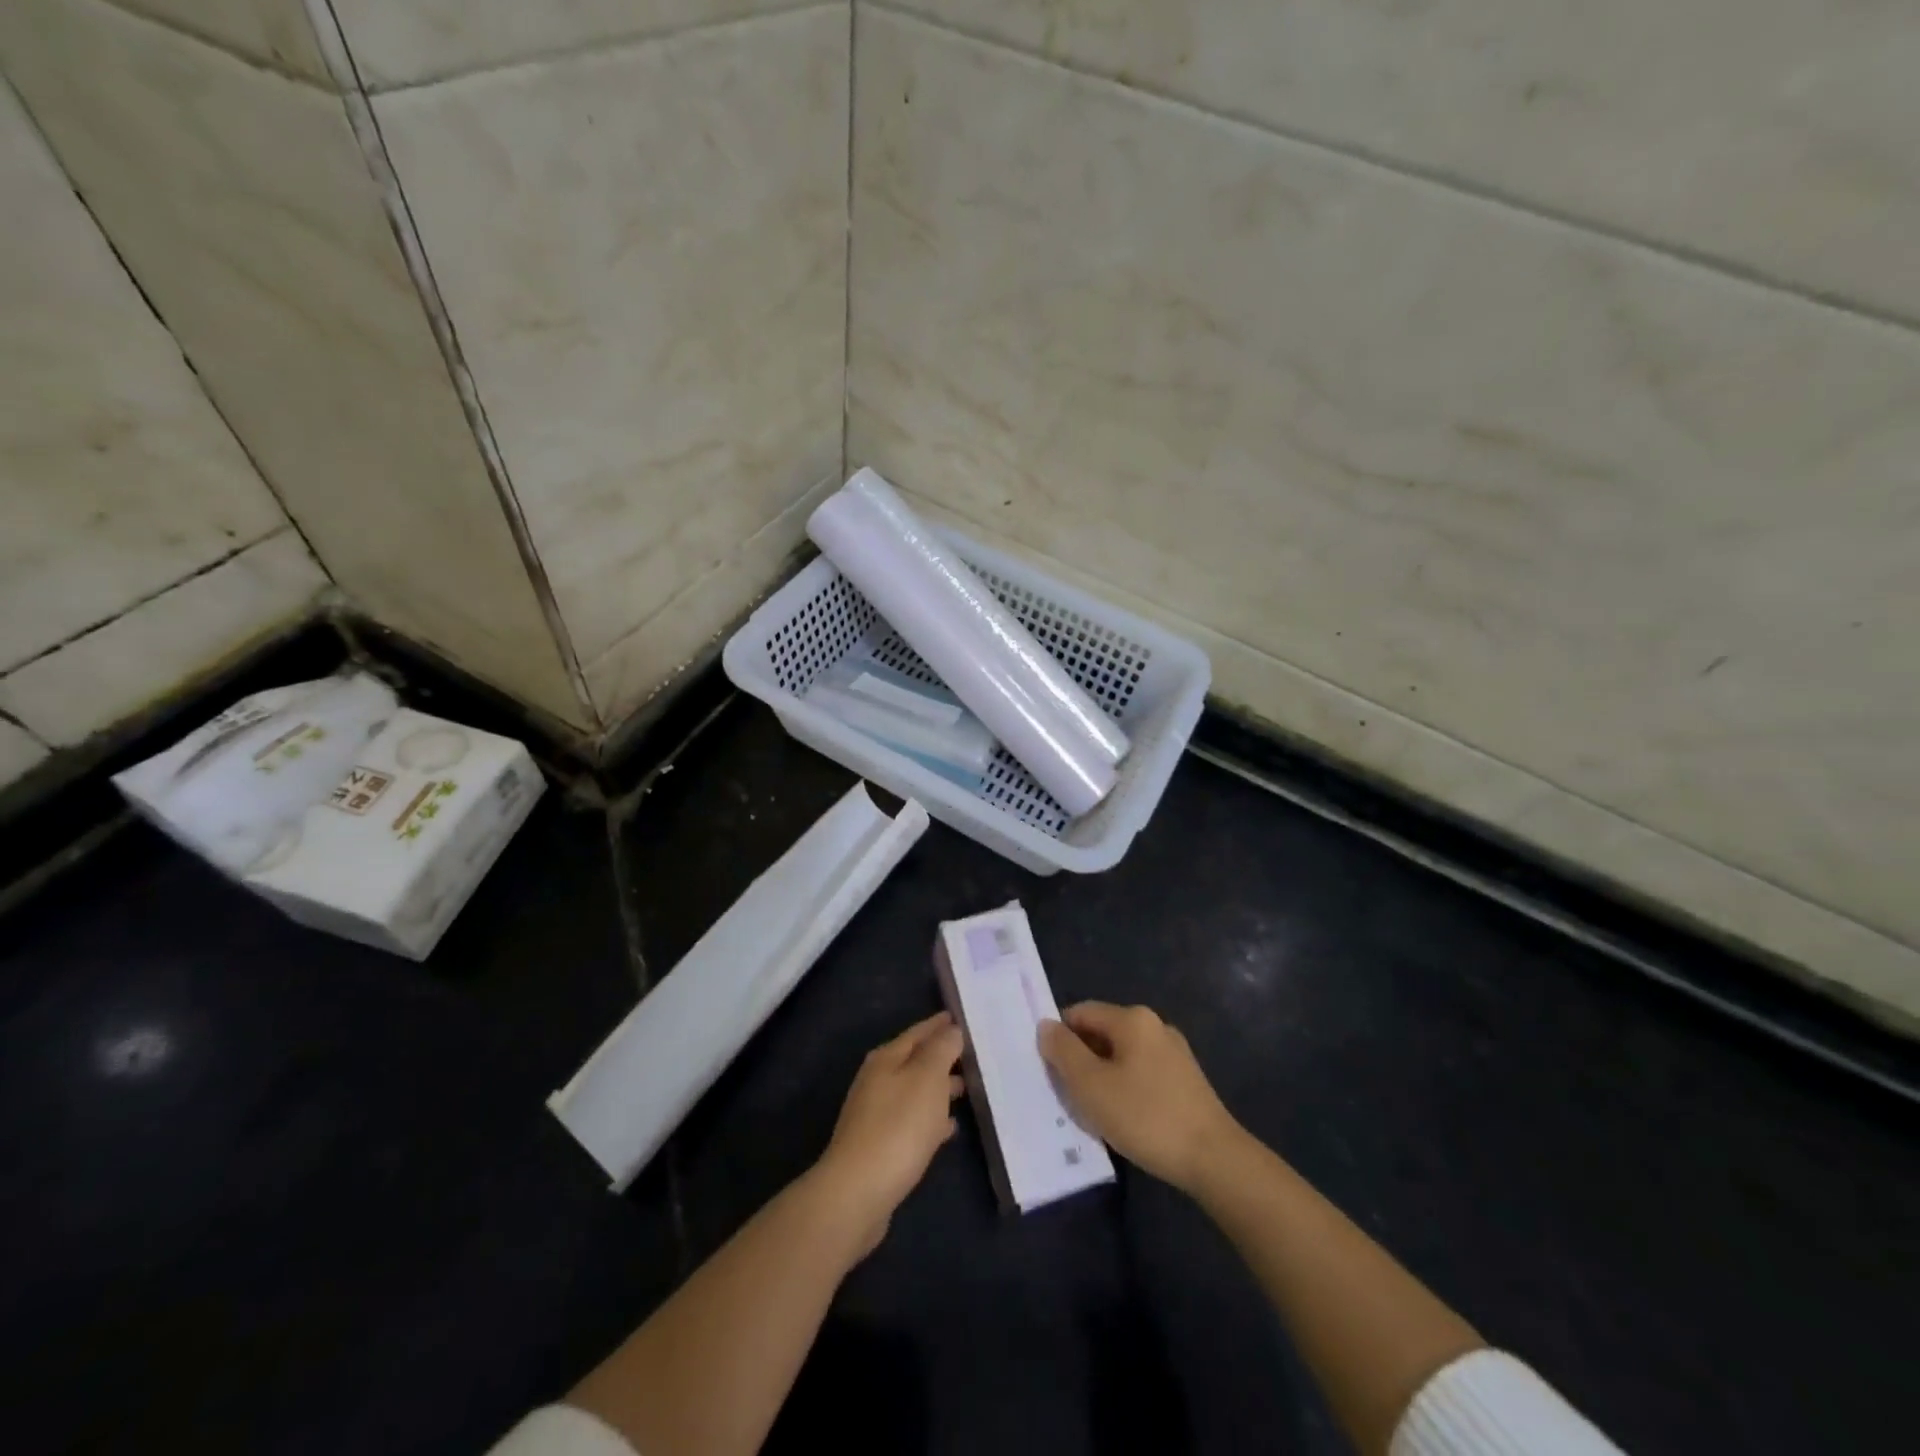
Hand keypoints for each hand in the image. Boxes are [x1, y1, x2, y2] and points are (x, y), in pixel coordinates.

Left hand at [814, 1012, 964, 1255]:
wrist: (858, 1192)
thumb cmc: (898, 1127)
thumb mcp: (927, 1079)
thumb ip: (941, 1050)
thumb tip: (951, 1030)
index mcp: (886, 1058)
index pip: (918, 1032)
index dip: (940, 1024)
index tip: (961, 1018)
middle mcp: (877, 1080)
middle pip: (915, 1060)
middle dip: (942, 1056)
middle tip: (973, 1055)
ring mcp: (875, 1114)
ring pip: (915, 1091)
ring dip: (939, 1088)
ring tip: (967, 1090)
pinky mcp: (879, 1146)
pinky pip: (912, 1121)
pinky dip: (931, 1119)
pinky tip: (949, 1129)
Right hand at [1039, 1002, 1240, 1193]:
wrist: (1214, 1159)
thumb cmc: (1145, 1116)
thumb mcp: (1091, 1086)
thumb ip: (1063, 1052)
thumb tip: (1046, 1025)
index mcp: (1132, 1018)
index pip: (1080, 1013)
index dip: (1060, 1038)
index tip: (1051, 1073)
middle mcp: (1154, 1025)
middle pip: (1101, 1033)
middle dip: (1081, 1061)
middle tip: (1070, 1097)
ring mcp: (1174, 1052)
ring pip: (1121, 1056)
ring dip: (1102, 1078)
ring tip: (1096, 1113)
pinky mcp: (1186, 1079)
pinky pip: (1142, 1073)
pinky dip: (1125, 1089)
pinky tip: (1126, 1120)